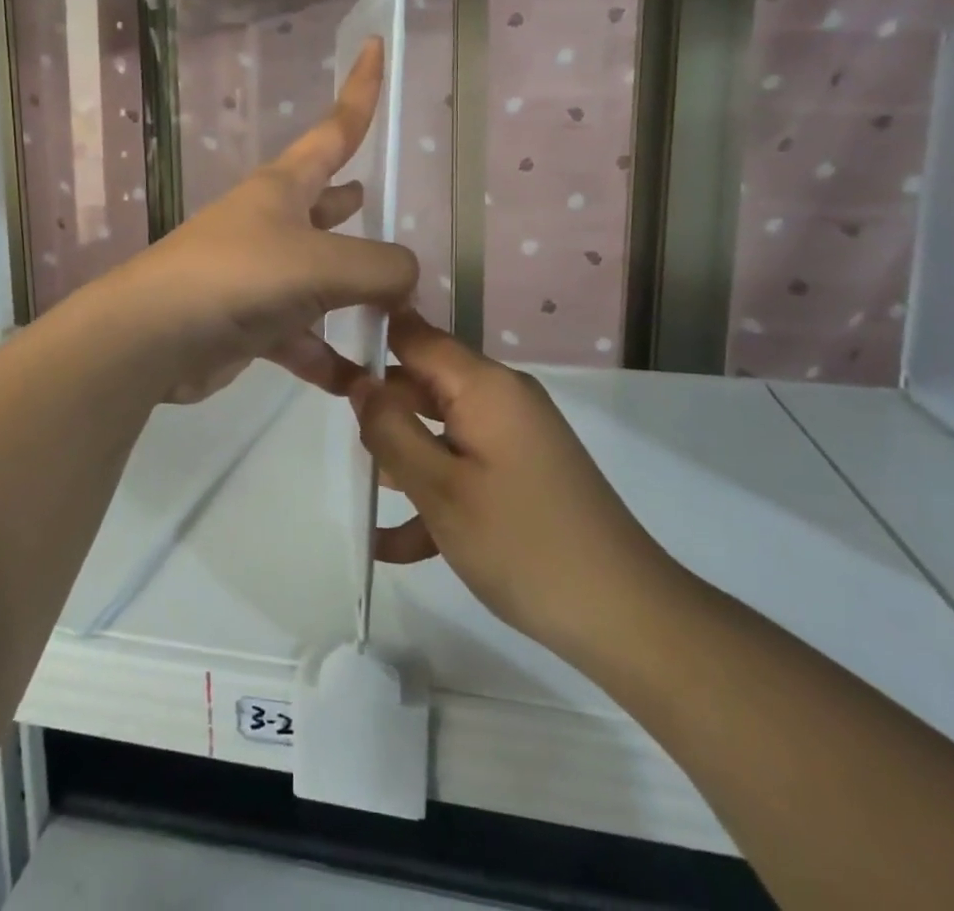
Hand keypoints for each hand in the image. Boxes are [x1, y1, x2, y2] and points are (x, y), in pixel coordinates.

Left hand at [109, 39, 418, 403]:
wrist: (153, 338)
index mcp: (285, 187)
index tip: (376, 47)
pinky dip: (329, 357)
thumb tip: (406, 278)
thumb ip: (381, 266)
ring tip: (399, 312)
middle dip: (353, 203)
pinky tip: (362, 383)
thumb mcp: (322, 263)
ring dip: (356, 295)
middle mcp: (273, 223)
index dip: (361, 89)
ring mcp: (261, 274)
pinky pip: (303, 337)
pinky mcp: (251, 324)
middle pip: (327, 204)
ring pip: (322, 277)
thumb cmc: (240, 276)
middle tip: (385, 205)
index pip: (336, 128)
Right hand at [352, 312, 682, 666]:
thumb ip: (392, 430)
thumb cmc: (523, 544)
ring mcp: (515, 438)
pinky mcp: (522, 474)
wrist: (625, 616)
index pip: (417, 336)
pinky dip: (434, 493)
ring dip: (404, 458)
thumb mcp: (440, 489)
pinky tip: (395, 544)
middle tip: (343, 445)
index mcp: (485, 386)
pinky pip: (465, 467)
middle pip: (426, 383)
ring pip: (441, 428)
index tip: (328, 361)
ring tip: (367, 495)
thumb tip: (361, 384)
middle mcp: (502, 399)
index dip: (371, 340)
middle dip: (383, 411)